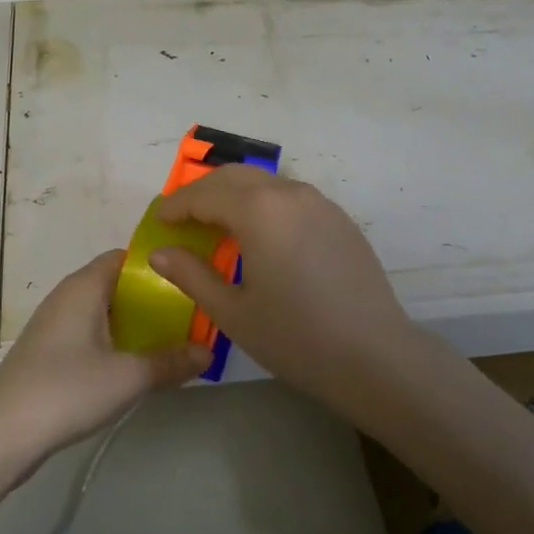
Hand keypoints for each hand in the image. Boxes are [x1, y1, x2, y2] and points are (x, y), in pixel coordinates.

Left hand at [0, 250, 211, 465]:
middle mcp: (67, 296)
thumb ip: (171, 361)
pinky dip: (114, 341)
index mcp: (84, 286)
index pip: (124, 257)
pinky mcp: (48, 352)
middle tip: (189, 316)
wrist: (1, 434)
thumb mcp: (128, 377)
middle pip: (116, 284)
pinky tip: (133, 366)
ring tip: (170, 341)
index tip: (189, 280)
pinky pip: (90, 333)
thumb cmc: (67, 390)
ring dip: (134, 324)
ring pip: (103, 312)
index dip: (157, 265)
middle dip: (152, 298)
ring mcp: (54, 325)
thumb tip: (208, 352)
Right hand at [149, 166, 415, 404]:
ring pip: (265, 183)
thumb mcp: (233, 312)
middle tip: (182, 219)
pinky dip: (264, 205)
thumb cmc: (295, 337)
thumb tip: (160, 253)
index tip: (159, 221)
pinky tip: (261, 237)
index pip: (204, 194)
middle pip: (234, 176)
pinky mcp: (339, 219)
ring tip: (217, 226)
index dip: (176, 205)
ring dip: (234, 195)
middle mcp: (289, 193)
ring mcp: (320, 203)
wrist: (375, 356)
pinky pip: (291, 198)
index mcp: (258, 210)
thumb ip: (191, 275)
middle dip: (203, 192)